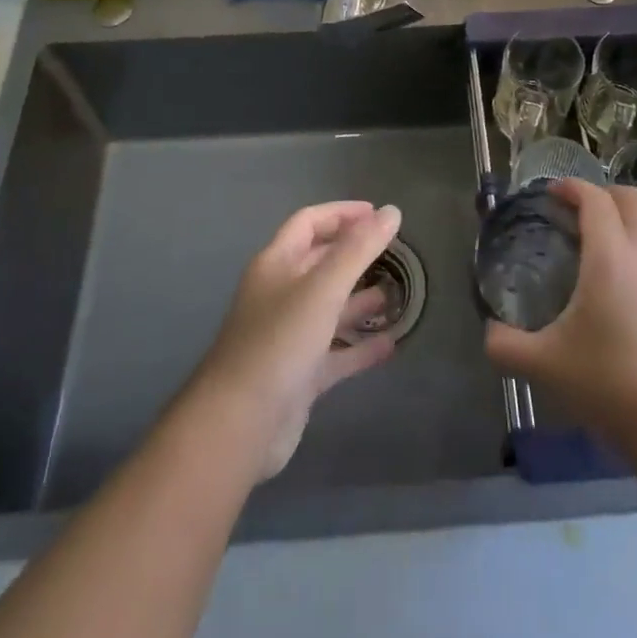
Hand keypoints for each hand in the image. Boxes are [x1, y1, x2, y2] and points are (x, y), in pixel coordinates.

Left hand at [191, 201, 402, 479]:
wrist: (239, 426)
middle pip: (320, 263)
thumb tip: (392, 211)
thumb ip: (359, 249)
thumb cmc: (279, 341)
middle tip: (394, 252)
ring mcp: (289, 336)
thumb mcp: (323, 288)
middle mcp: (280, 294)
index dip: (341, 214)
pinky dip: (360, 347)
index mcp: (276, 264)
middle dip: (354, 255)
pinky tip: (391, 344)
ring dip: (360, 300)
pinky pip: (335, 352)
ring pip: (330, 308)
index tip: (378, 215)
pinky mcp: (299, 376)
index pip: (309, 223)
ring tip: (397, 295)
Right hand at [485, 180, 636, 445]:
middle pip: (631, 199)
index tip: (549, 193)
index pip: (596, 199)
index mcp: (610, 255)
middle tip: (572, 210)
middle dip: (602, 194)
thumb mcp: (545, 364)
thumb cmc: (609, 381)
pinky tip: (608, 285)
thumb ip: (507, 345)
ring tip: (586, 246)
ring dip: (618, 222)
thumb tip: (489, 333)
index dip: (572, 187)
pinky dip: (629, 250)